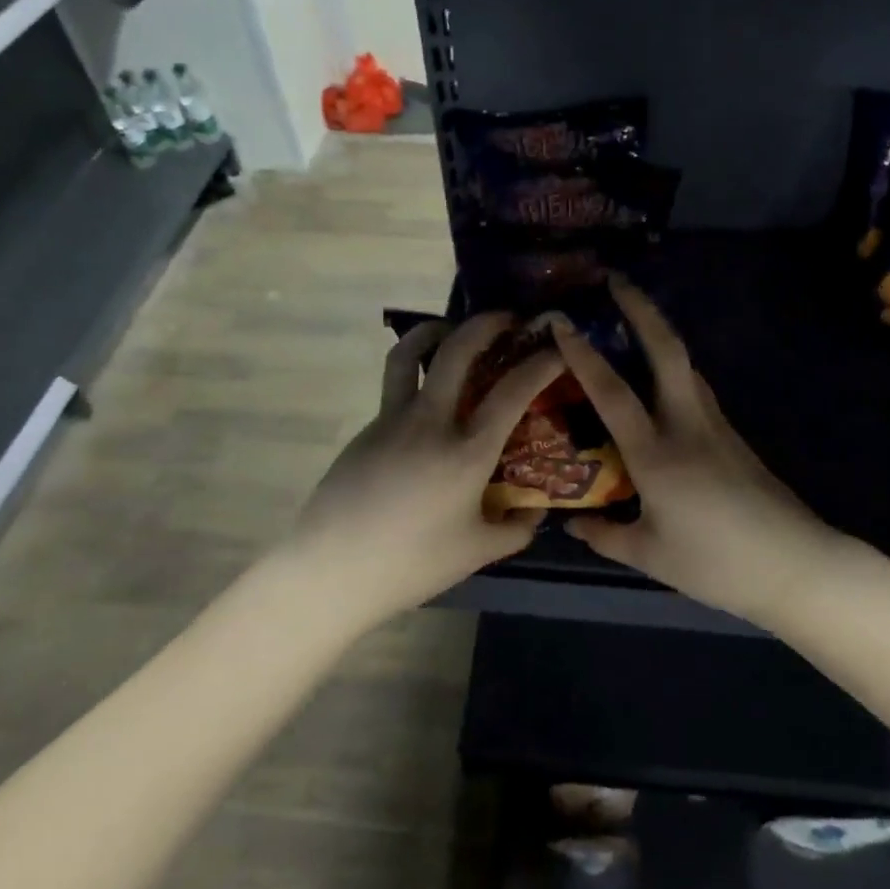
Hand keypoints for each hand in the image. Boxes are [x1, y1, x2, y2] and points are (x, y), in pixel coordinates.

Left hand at [285, 312, 564, 625]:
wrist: (332, 569)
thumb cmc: (412, 563)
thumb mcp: (477, 552)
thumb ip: (516, 529)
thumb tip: (536, 511)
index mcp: (467, 451)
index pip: (512, 391)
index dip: (541, 362)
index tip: (557, 345)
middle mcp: (430, 421)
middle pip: (457, 351)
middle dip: (486, 324)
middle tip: (508, 318)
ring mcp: (392, 419)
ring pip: (410, 353)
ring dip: (435, 330)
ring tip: (451, 330)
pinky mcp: (367, 428)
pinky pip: (394, 386)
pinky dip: (414, 372)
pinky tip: (427, 401)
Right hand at [553, 279, 841, 627]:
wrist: (794, 564)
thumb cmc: (716, 563)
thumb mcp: (650, 555)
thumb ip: (606, 534)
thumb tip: (571, 523)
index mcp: (656, 455)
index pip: (612, 393)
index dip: (583, 355)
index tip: (562, 322)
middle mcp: (686, 426)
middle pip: (667, 352)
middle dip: (641, 310)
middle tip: (616, 281)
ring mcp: (715, 426)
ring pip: (686, 365)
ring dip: (659, 332)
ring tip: (633, 317)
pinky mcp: (732, 435)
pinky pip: (696, 388)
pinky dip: (673, 367)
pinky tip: (660, 378)